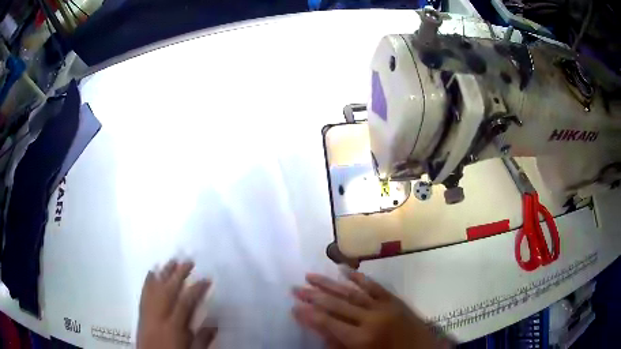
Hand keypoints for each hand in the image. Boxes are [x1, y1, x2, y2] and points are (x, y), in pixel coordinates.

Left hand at [137, 260, 215, 348]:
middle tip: (188, 261)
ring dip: (163, 274)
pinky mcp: (141, 314)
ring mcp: (148, 314)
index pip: (186, 302)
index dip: (196, 289)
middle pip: (168, 291)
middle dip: (178, 274)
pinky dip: (147, 282)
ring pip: (155, 289)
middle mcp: (159, 316)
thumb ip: (203, 339)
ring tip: (171, 261)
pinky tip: (151, 272)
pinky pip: (143, 295)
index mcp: (174, 327)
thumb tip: (215, 323)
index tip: (206, 279)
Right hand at [292, 271, 448, 348]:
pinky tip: (344, 270)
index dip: (308, 315)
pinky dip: (358, 278)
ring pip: (351, 292)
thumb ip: (339, 346)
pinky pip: (373, 286)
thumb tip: (319, 331)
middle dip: (313, 296)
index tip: (293, 306)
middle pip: (336, 305)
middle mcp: (370, 319)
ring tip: (311, 275)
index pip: (327, 323)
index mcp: (361, 339)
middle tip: (295, 287)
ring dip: (329, 283)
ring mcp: (383, 306)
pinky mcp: (393, 300)